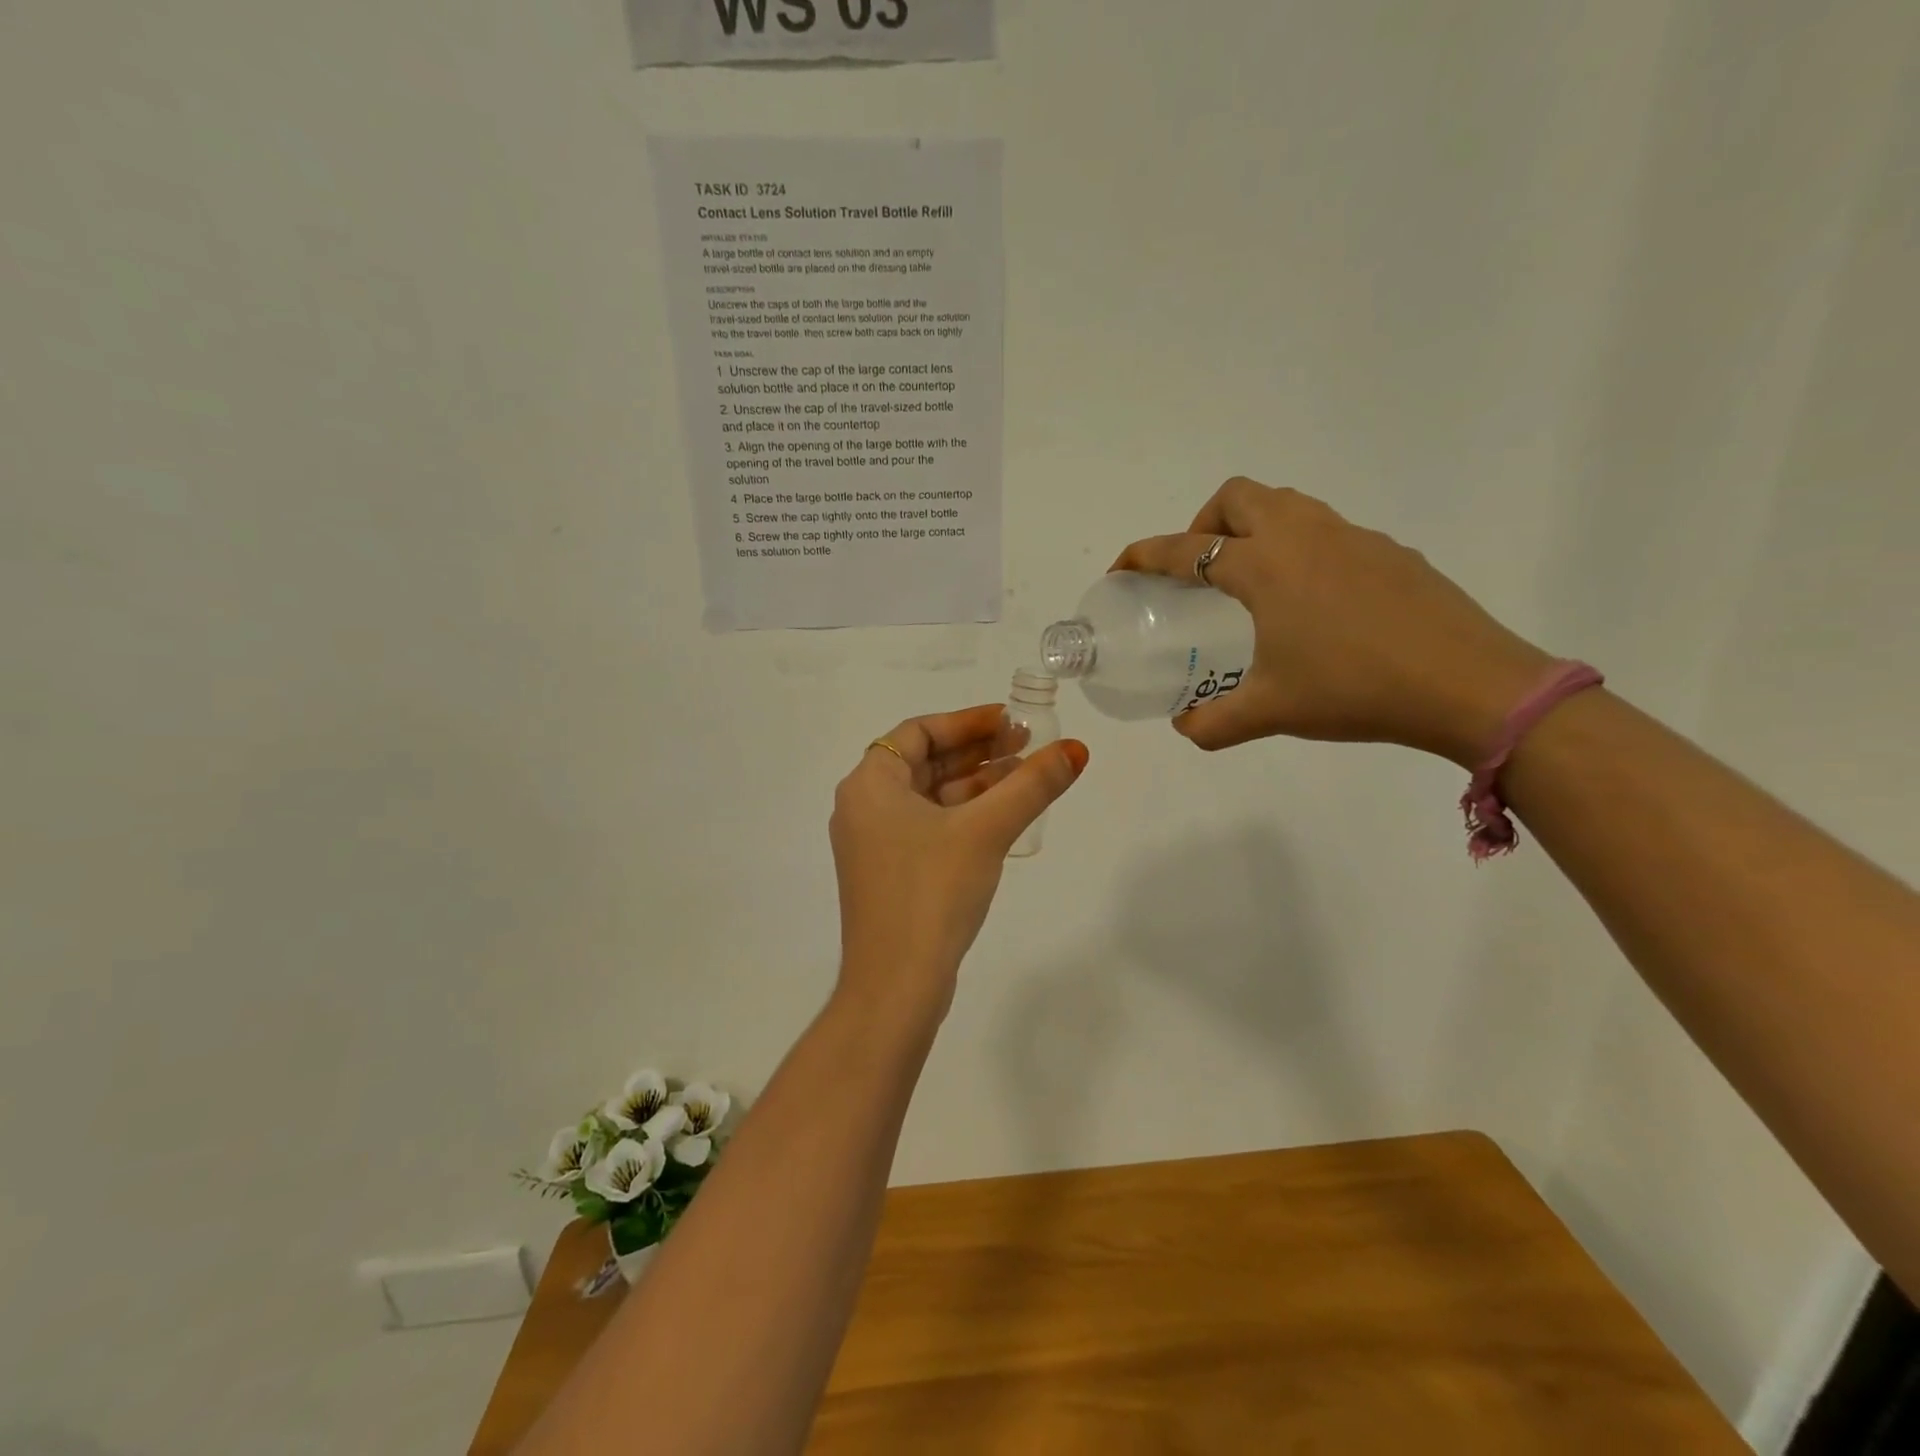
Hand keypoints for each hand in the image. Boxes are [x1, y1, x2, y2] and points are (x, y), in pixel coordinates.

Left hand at [829, 705, 1088, 1023]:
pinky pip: (929, 827)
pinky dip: (963, 816)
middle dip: (977, 752)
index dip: (967, 721)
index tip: (1010, 721)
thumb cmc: (932, 891)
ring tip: (1026, 778)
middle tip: (1027, 746)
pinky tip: (1002, 818)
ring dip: (975, 784)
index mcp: (869, 784)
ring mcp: (874, 844)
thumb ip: (1031, 786)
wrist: (895, 984)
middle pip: (924, 762)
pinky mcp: (889, 874)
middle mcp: (863, 807)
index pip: (918, 731)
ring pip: (930, 797)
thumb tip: (1076, 750)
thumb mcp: (986, 830)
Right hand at [1115, 479, 1551, 765]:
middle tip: (1198, 571)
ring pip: (1285, 504)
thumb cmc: (1354, 690)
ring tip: (1249, 580)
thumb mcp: (1270, 712)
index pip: (1186, 548)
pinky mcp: (1388, 550)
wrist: (1468, 684)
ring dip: (1252, 526)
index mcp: (1263, 566)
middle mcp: (1302, 535)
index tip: (1122, 568)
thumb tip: (1185, 727)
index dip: (1144, 555)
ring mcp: (1351, 536)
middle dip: (1203, 523)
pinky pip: (1325, 529)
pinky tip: (1311, 600)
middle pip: (1237, 497)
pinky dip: (1298, 546)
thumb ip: (1213, 723)